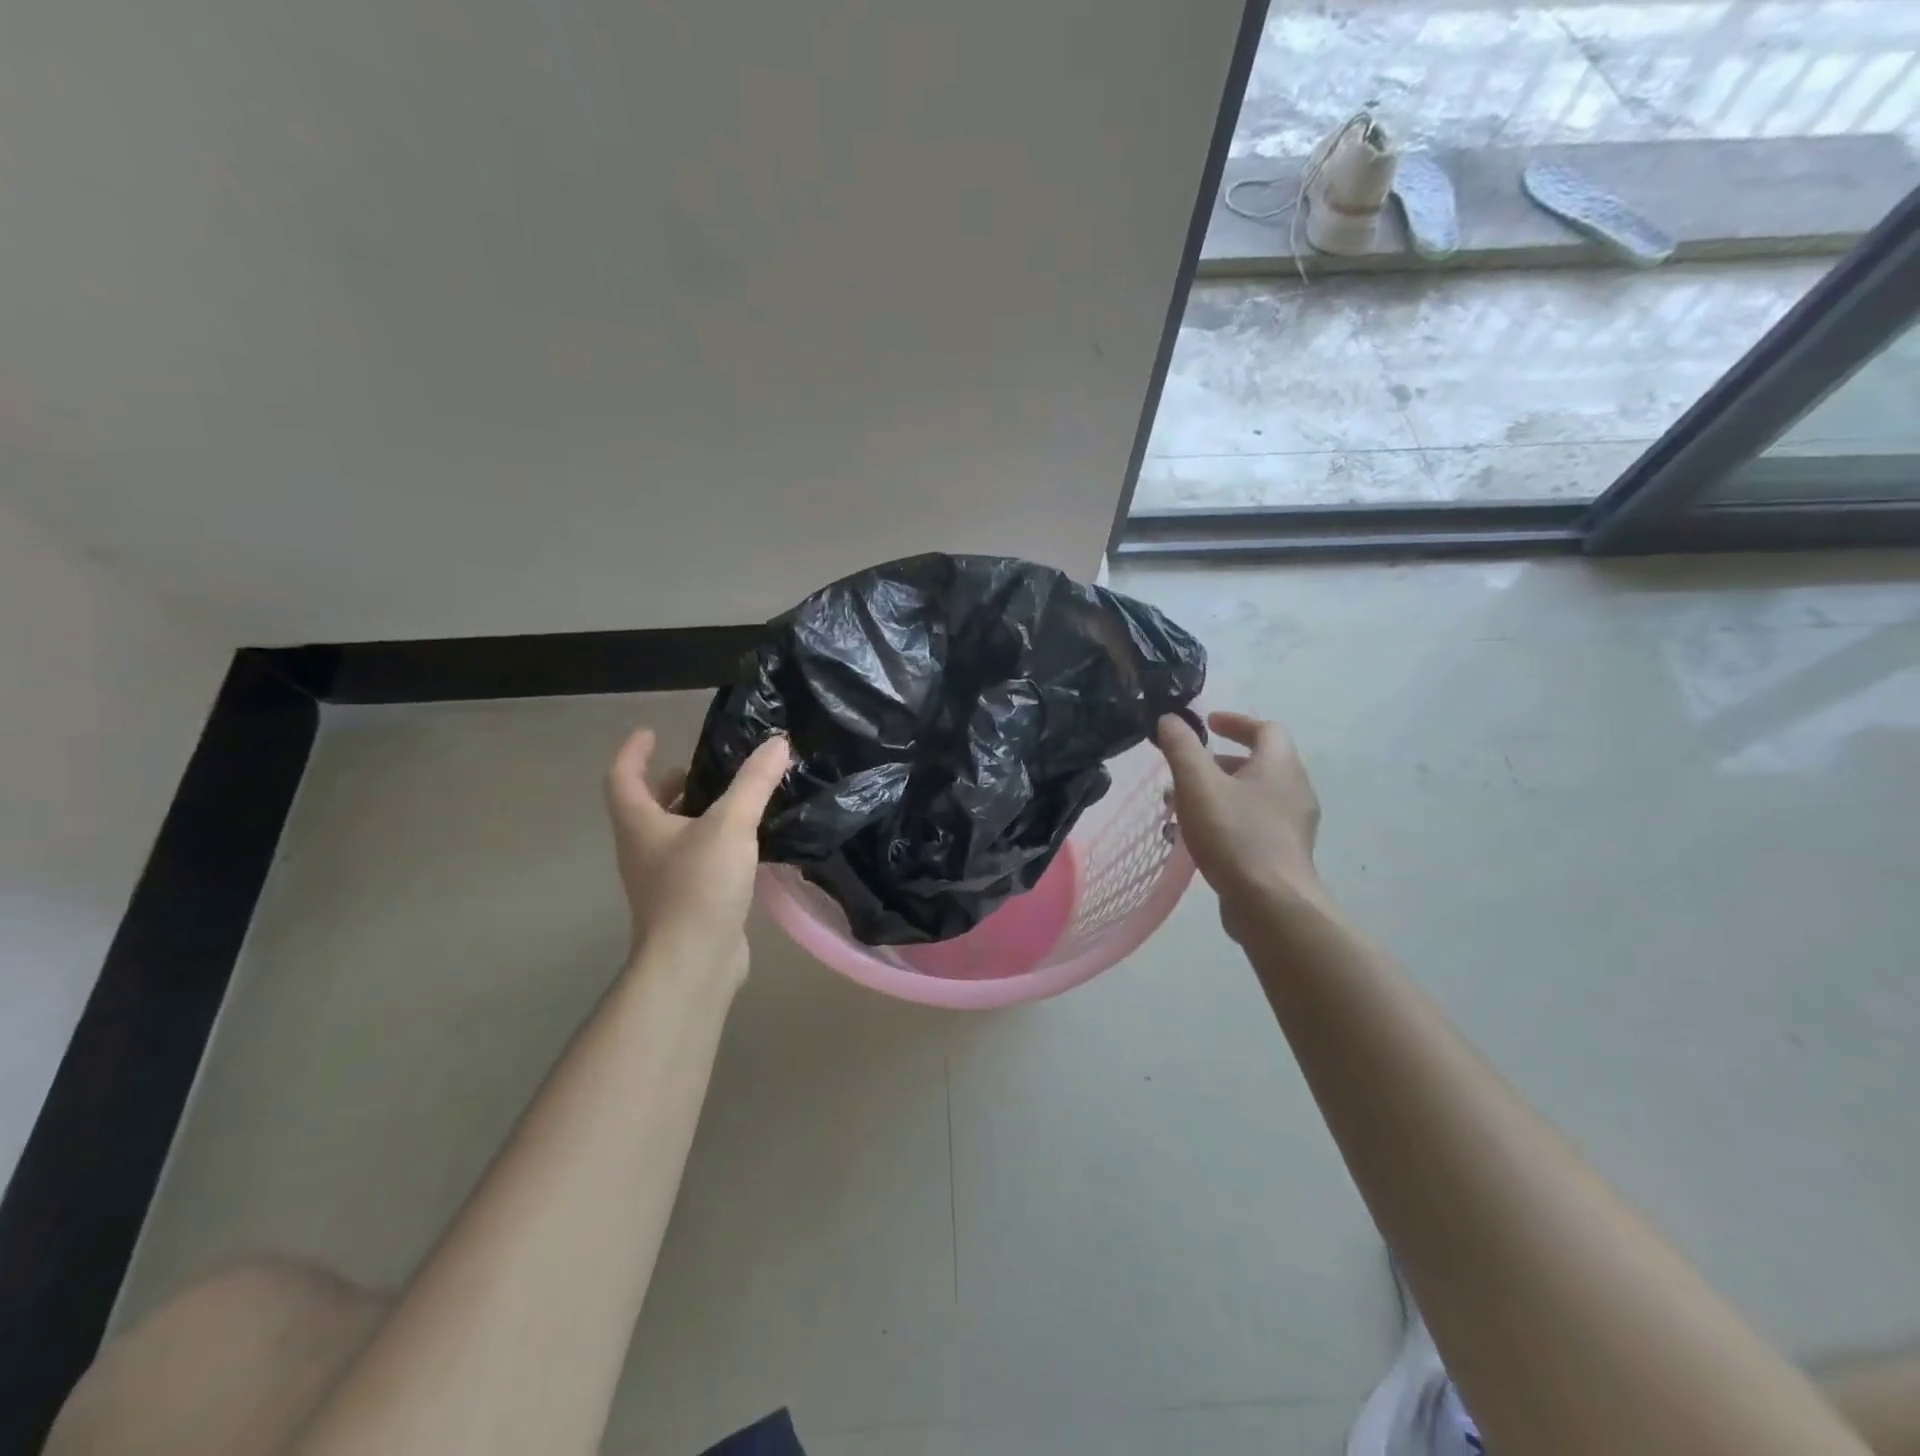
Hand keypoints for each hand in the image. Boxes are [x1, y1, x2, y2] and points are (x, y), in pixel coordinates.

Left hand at [605, 727, 791, 982]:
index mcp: (640, 825)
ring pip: (670, 835)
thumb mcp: (730, 825)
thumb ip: (754, 782)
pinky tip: (745, 844)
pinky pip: (693, 860)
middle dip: (668, 784)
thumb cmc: (699, 886)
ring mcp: (661, 879)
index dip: (633, 752)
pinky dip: (711, 843)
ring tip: (731, 800)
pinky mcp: (685, 902)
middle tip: (702, 768)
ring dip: (692, 813)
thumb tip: (778, 743)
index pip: (623, 777)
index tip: (651, 732)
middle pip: (645, 807)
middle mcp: (642, 850)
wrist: (693, 962)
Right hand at [1156, 710, 1323, 942]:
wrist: (1271, 904)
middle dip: (1219, 761)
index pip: (1265, 728)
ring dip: (1220, 793)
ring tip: (1183, 808)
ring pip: (1254, 796)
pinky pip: (1255, 823)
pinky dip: (1229, 819)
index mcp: (1280, 765)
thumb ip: (1181, 747)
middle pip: (1259, 762)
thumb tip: (1170, 719)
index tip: (1207, 724)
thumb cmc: (1235, 835)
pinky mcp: (1286, 854)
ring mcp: (1294, 825)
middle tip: (1186, 770)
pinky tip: (1201, 839)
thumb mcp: (1198, 784)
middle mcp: (1295, 789)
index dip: (1235, 721)